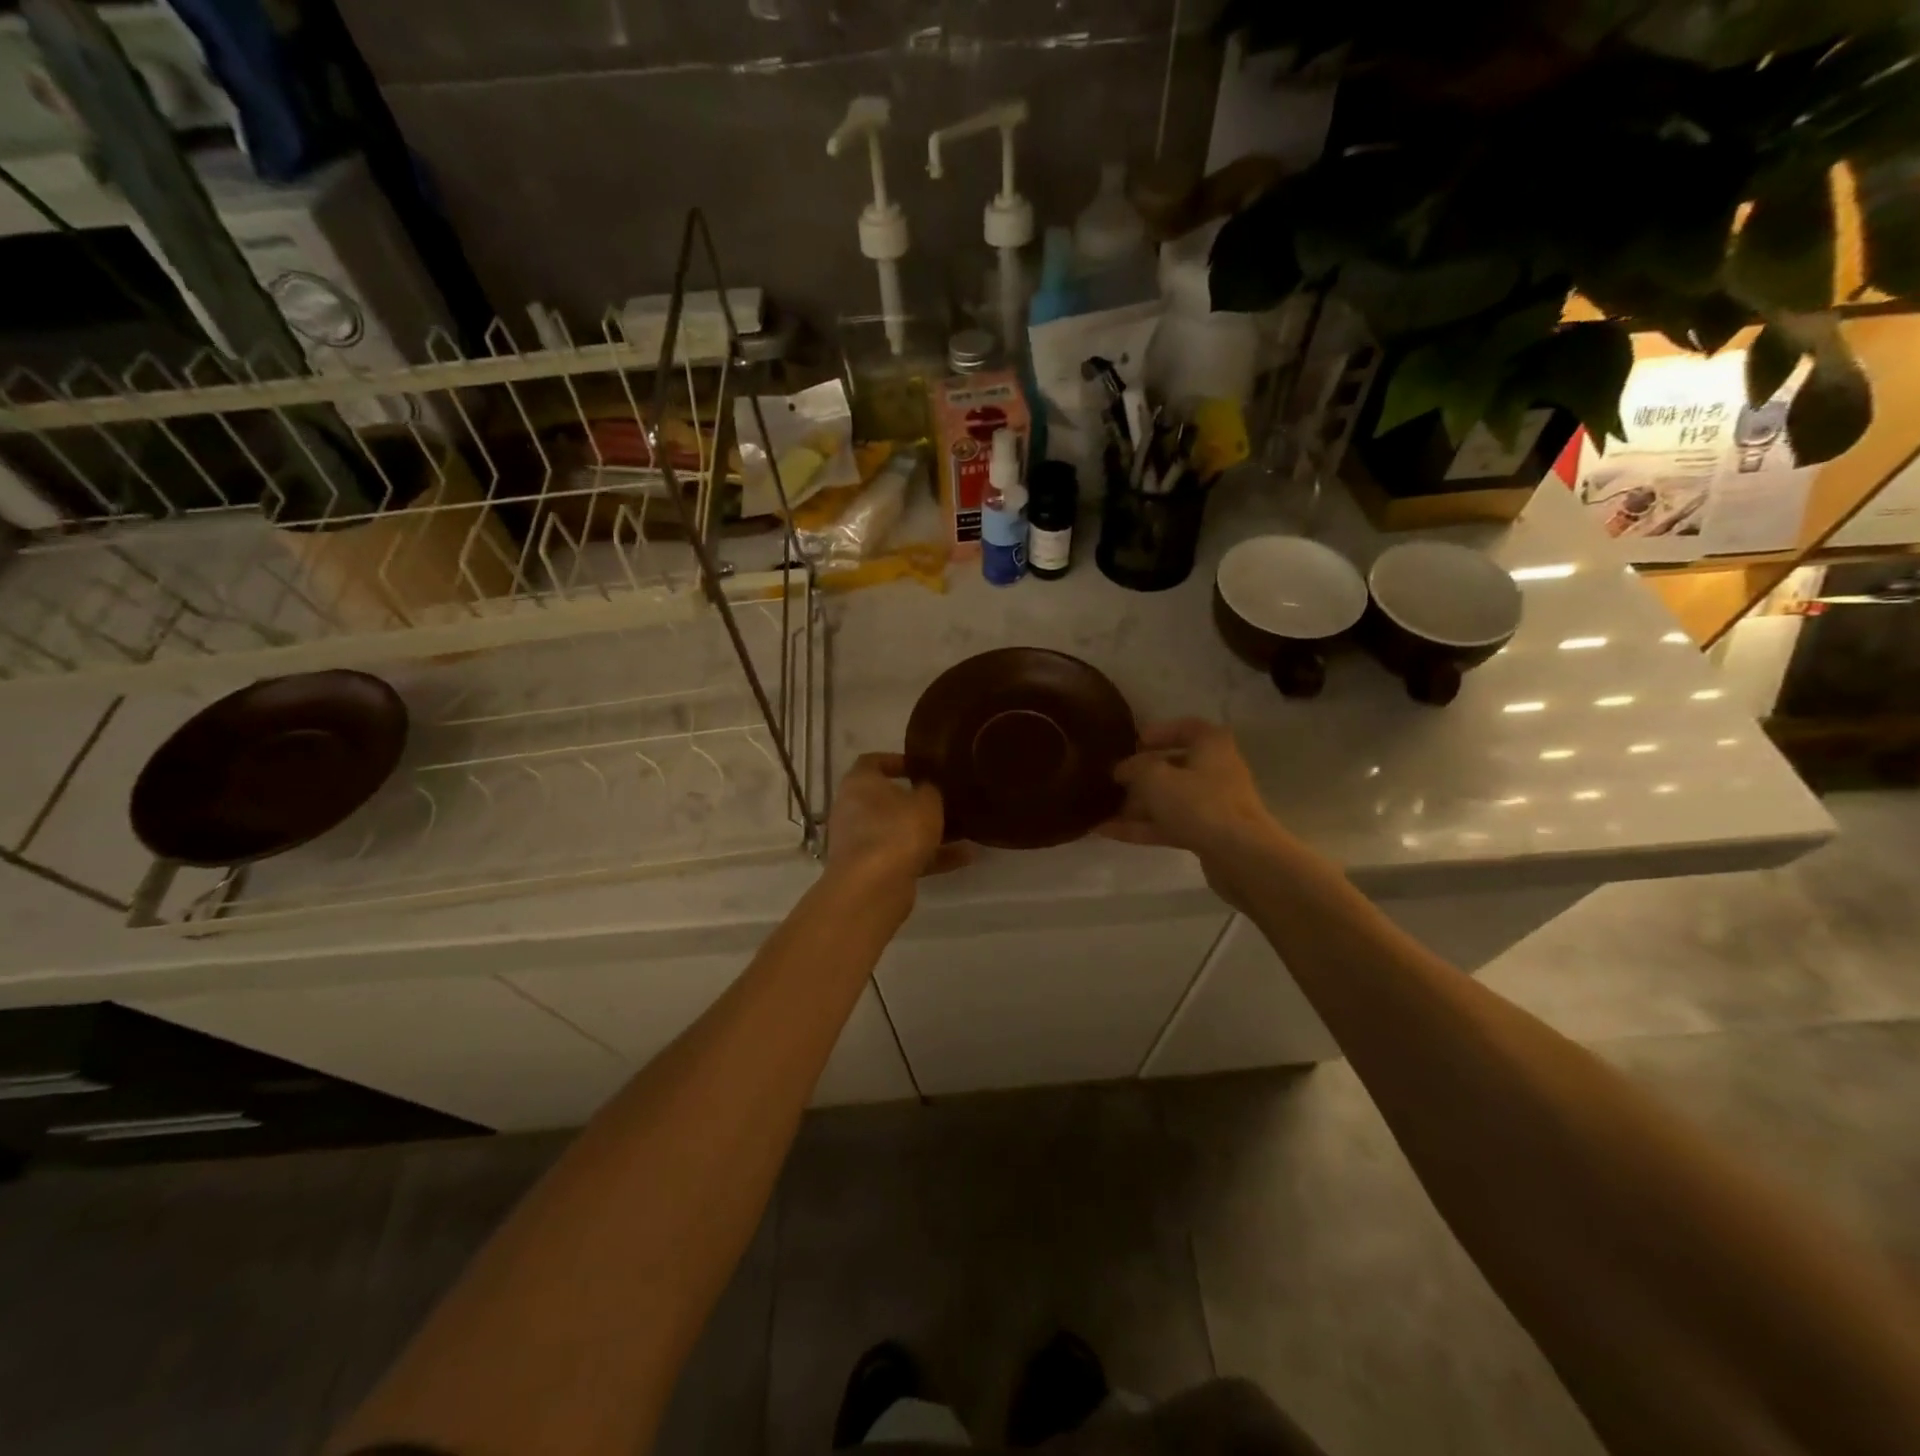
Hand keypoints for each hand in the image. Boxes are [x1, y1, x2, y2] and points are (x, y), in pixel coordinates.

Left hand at [826, 754, 970, 889]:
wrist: (872, 888)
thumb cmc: (897, 830)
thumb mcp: (926, 802)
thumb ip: (930, 790)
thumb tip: (928, 789)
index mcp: (859, 783)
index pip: (872, 761)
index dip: (896, 761)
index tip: (921, 766)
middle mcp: (853, 810)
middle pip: (886, 800)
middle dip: (916, 801)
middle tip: (945, 798)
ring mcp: (860, 842)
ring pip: (898, 831)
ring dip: (928, 832)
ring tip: (964, 831)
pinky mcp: (871, 870)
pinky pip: (904, 856)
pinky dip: (930, 856)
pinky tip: (964, 858)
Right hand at [1101, 719, 1280, 857]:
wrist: (1240, 856)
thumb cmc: (1199, 804)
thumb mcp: (1156, 778)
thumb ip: (1135, 768)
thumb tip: (1123, 769)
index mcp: (1211, 745)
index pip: (1186, 727)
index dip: (1159, 732)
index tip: (1134, 742)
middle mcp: (1216, 770)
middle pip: (1175, 766)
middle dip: (1142, 774)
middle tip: (1113, 779)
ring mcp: (1213, 805)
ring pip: (1170, 799)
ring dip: (1137, 804)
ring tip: (1102, 808)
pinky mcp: (1207, 834)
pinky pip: (1169, 824)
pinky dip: (1141, 827)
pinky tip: (1107, 831)